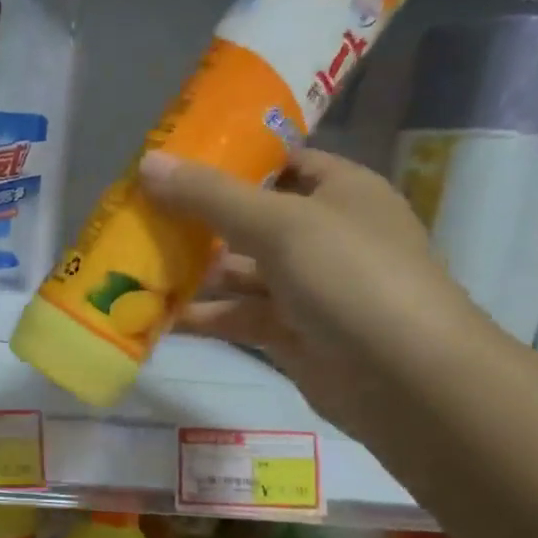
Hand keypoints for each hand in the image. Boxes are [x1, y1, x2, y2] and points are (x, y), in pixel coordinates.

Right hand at [138, 148, 493, 442]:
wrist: (404, 377)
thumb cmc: (350, 276)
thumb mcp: (279, 224)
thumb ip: (210, 196)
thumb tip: (147, 162)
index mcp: (339, 191)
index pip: (280, 163)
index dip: (230, 160)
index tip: (172, 163)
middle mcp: (323, 235)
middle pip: (248, 219)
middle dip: (195, 220)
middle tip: (136, 216)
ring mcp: (305, 288)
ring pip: (238, 272)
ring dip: (191, 271)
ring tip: (132, 266)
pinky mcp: (288, 333)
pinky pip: (236, 316)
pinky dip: (200, 315)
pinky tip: (153, 315)